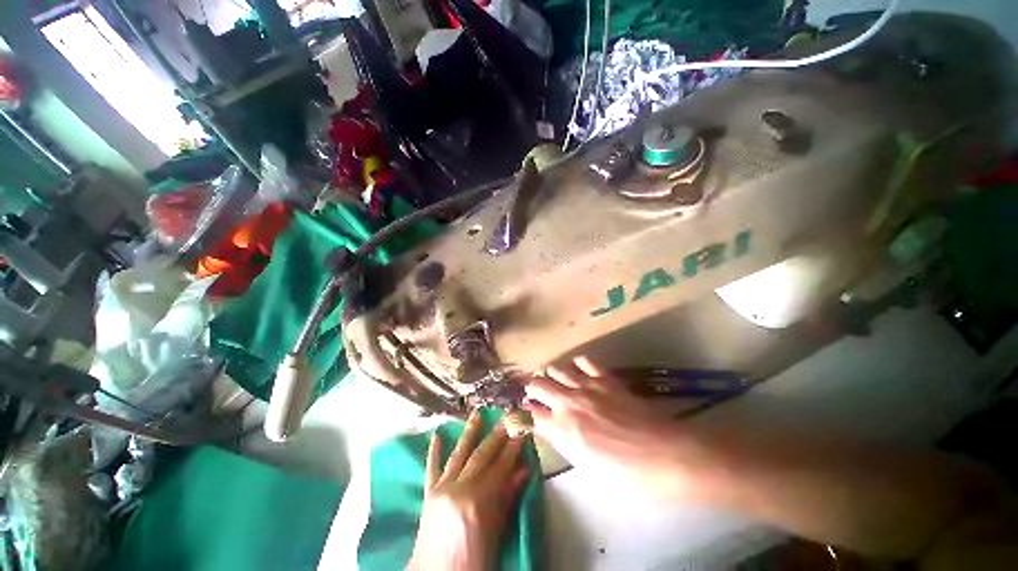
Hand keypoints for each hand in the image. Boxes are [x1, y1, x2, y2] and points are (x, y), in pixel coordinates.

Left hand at [407, 411, 529, 570]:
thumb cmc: (472, 564)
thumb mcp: (496, 535)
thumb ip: (507, 500)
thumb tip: (523, 471)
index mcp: (479, 500)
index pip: (502, 465)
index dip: (514, 445)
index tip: (522, 428)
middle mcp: (459, 488)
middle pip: (482, 455)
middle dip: (497, 433)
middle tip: (508, 415)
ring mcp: (441, 489)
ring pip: (459, 454)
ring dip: (469, 432)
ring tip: (477, 413)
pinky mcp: (428, 495)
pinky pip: (431, 469)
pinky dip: (433, 452)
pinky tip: (435, 436)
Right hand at [523, 356, 685, 493]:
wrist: (665, 455)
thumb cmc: (627, 475)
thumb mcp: (588, 468)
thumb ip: (565, 443)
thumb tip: (552, 428)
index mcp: (562, 430)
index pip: (534, 413)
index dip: (528, 411)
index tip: (528, 410)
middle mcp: (568, 403)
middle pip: (538, 385)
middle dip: (532, 387)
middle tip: (534, 391)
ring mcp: (586, 386)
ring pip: (556, 369)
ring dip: (550, 373)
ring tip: (551, 377)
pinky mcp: (605, 378)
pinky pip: (583, 361)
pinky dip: (576, 364)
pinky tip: (577, 370)